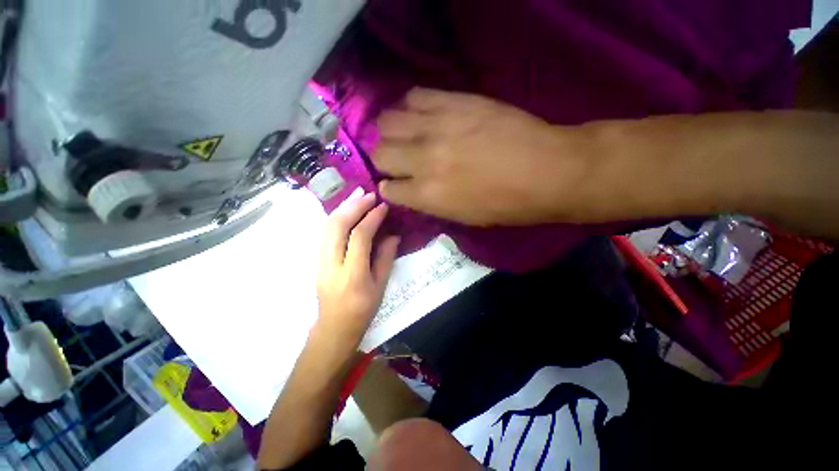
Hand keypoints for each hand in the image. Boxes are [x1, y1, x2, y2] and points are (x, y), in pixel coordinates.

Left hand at [314, 189, 399, 352]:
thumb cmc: (363, 310)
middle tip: (369, 195)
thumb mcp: (381, 286)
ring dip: (342, 208)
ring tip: (358, 196)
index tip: (383, 207)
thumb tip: (392, 235)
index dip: (372, 218)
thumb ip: (386, 257)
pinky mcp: (316, 259)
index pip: (360, 237)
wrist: (334, 327)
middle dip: (353, 206)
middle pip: (337, 226)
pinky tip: (347, 211)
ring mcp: (319, 261)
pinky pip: (325, 232)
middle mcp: (332, 264)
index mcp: (353, 274)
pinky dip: (336, 217)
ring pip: (326, 226)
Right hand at [374, 88, 593, 225]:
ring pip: (387, 122)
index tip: (395, 184)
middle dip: (384, 159)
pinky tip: (420, 115)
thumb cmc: (506, 205)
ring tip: (403, 134)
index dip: (389, 187)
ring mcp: (436, 127)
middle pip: (380, 152)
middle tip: (396, 159)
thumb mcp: (462, 217)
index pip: (388, 189)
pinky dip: (410, 107)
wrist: (547, 171)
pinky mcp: (454, 101)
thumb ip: (429, 203)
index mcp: (427, 195)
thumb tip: (410, 190)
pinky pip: (414, 96)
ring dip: (390, 132)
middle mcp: (423, 160)